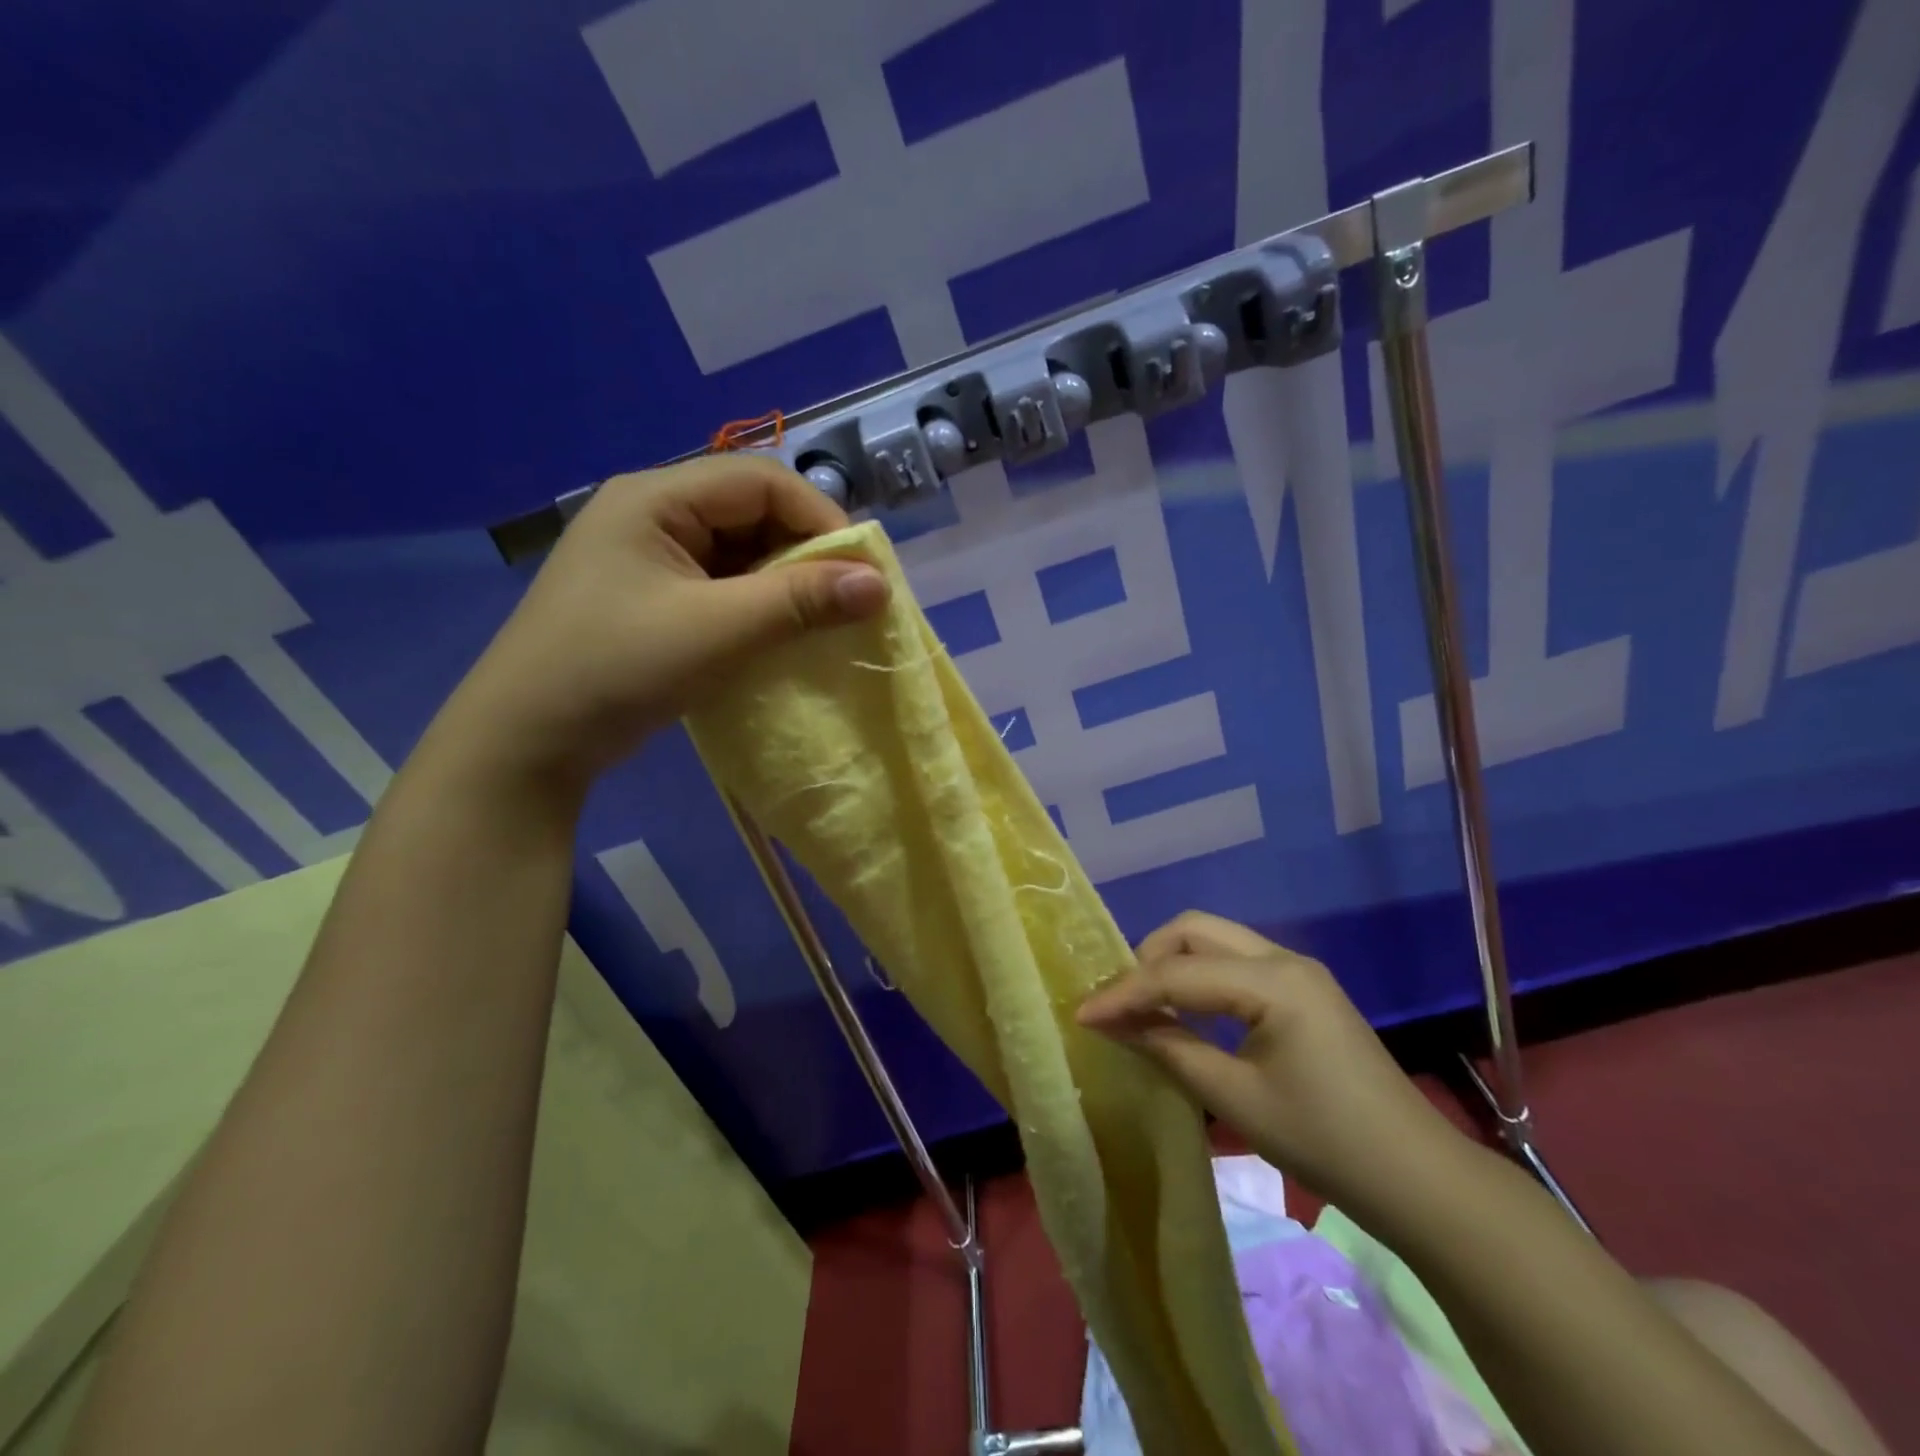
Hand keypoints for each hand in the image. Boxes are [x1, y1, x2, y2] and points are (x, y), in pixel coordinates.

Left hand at [429, 455, 890, 796]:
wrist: (526, 741)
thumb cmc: (617, 669)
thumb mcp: (717, 631)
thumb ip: (800, 602)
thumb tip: (880, 584)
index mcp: (655, 497)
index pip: (760, 480)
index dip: (820, 517)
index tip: (862, 571)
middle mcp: (652, 514)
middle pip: (751, 511)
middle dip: (806, 552)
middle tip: (847, 599)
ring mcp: (649, 557)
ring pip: (741, 551)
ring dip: (785, 582)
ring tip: (821, 620)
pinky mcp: (653, 597)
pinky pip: (722, 584)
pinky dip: (758, 604)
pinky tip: (780, 633)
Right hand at [1076, 911, 1468, 1219]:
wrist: (1417, 1178)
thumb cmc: (1324, 1141)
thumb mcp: (1235, 1098)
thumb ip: (1169, 1049)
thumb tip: (1113, 1024)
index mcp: (1273, 981)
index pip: (1178, 973)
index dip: (1125, 992)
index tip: (1082, 1014)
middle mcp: (1284, 958)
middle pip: (1196, 930)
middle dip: (1148, 958)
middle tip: (1119, 1002)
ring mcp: (1298, 971)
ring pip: (1216, 941)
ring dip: (1174, 964)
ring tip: (1142, 1004)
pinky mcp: (1303, 990)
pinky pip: (1236, 963)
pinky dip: (1201, 977)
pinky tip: (1186, 1011)